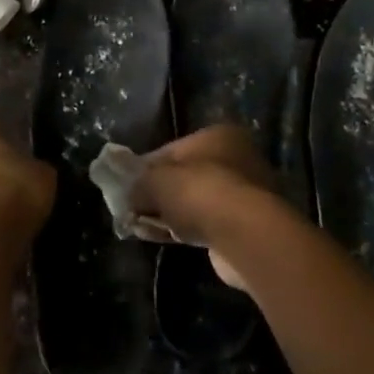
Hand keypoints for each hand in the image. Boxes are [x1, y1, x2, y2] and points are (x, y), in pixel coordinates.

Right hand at [127, 125, 286, 293]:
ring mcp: (245, 193)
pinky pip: (207, 223)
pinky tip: (164, 238)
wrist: (244, 235)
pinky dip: (186, 229)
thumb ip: (137, 183)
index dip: (144, 168)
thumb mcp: (155, 181)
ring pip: (195, 201)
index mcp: (218, 136)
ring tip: (143, 227)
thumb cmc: (199, 192)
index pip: (171, 149)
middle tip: (133, 208)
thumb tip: (126, 192)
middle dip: (158, 193)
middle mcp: (236, 158)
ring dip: (170, 213)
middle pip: (185, 176)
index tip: (126, 186)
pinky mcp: (246, 225)